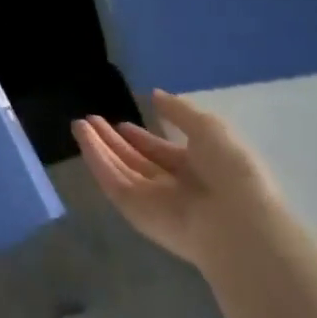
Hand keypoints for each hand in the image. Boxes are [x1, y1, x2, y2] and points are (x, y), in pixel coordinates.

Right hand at [73, 89, 279, 272]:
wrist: (236, 223)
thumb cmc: (231, 171)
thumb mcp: (209, 128)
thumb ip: (179, 111)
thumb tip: (154, 94)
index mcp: (198, 169)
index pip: (162, 152)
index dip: (142, 138)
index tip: (122, 123)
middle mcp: (174, 187)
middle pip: (137, 161)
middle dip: (114, 141)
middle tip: (92, 120)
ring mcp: (153, 201)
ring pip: (120, 170)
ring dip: (99, 147)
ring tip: (79, 124)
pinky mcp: (135, 212)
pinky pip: (112, 182)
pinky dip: (96, 160)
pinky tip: (83, 138)